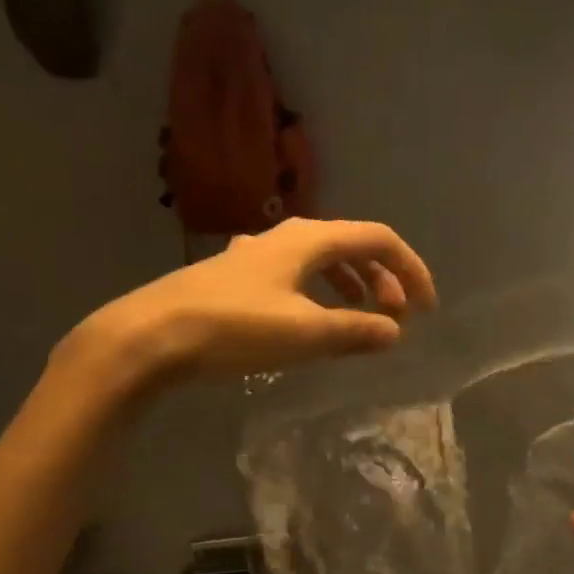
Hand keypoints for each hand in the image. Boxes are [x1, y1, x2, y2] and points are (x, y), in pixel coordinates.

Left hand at [55, 218, 436, 397]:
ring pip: (322, 261)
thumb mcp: (305, 332)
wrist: (147, 337)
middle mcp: (286, 237)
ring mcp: (258, 254)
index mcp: (309, 239)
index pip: (379, 239)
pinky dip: (320, 293)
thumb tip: (394, 332)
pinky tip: (311, 319)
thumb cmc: (233, 328)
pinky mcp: (237, 277)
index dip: (410, 270)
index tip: (426, 309)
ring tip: (362, 318)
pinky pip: (297, 276)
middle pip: (352, 246)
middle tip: (396, 318)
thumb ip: (356, 331)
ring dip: (353, 285)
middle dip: (384, 279)